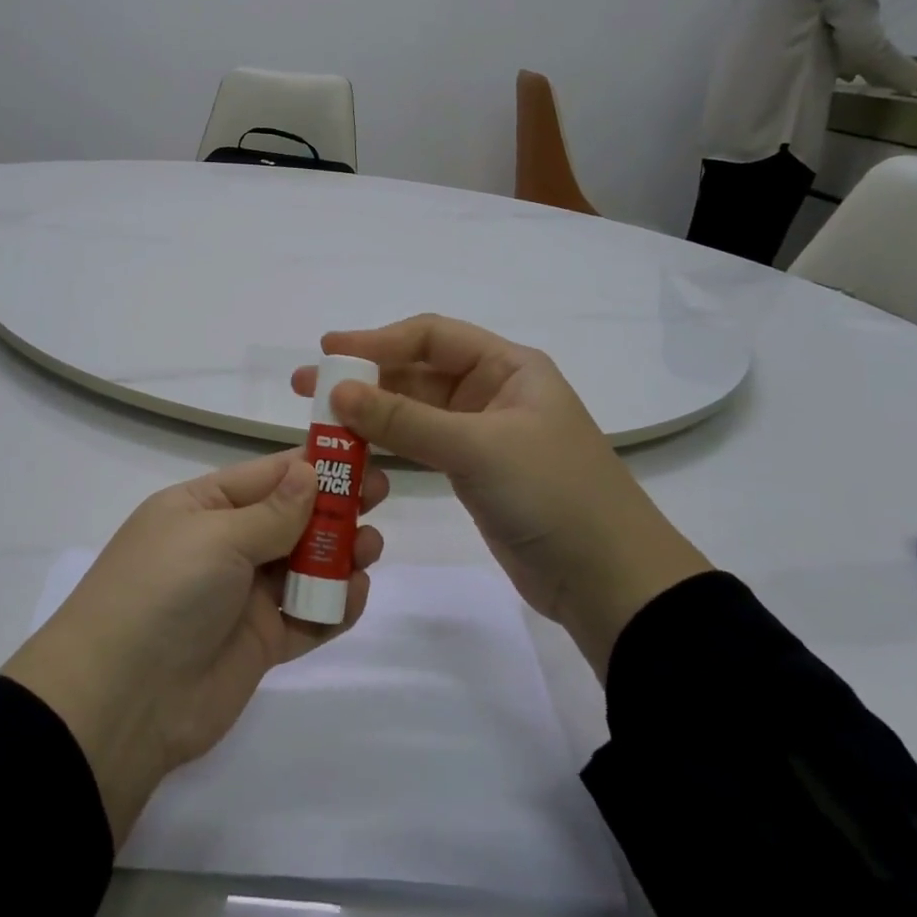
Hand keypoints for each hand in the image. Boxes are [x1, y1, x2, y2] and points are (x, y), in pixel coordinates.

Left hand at [0, 451, 387, 846]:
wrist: (121, 701)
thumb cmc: (165, 592)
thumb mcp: (216, 537)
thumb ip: (272, 511)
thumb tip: (308, 469)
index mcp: (202, 507)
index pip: (267, 475)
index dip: (312, 464)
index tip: (360, 453)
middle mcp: (224, 546)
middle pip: (290, 518)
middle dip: (334, 506)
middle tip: (381, 495)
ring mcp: (242, 596)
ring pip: (302, 565)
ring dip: (338, 554)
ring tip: (371, 546)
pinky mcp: (259, 644)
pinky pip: (305, 617)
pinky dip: (332, 606)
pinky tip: (357, 594)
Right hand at [293, 316, 709, 676]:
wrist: (609, 580)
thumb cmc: (552, 494)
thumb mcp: (477, 448)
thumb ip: (405, 420)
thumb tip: (337, 392)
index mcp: (508, 367)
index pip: (431, 337)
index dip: (377, 341)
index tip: (326, 352)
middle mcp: (494, 391)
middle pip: (417, 372)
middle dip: (364, 377)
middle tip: (306, 387)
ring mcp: (482, 433)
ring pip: (415, 410)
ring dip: (370, 412)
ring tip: (318, 419)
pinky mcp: (473, 471)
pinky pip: (420, 445)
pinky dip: (387, 444)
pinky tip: (352, 448)